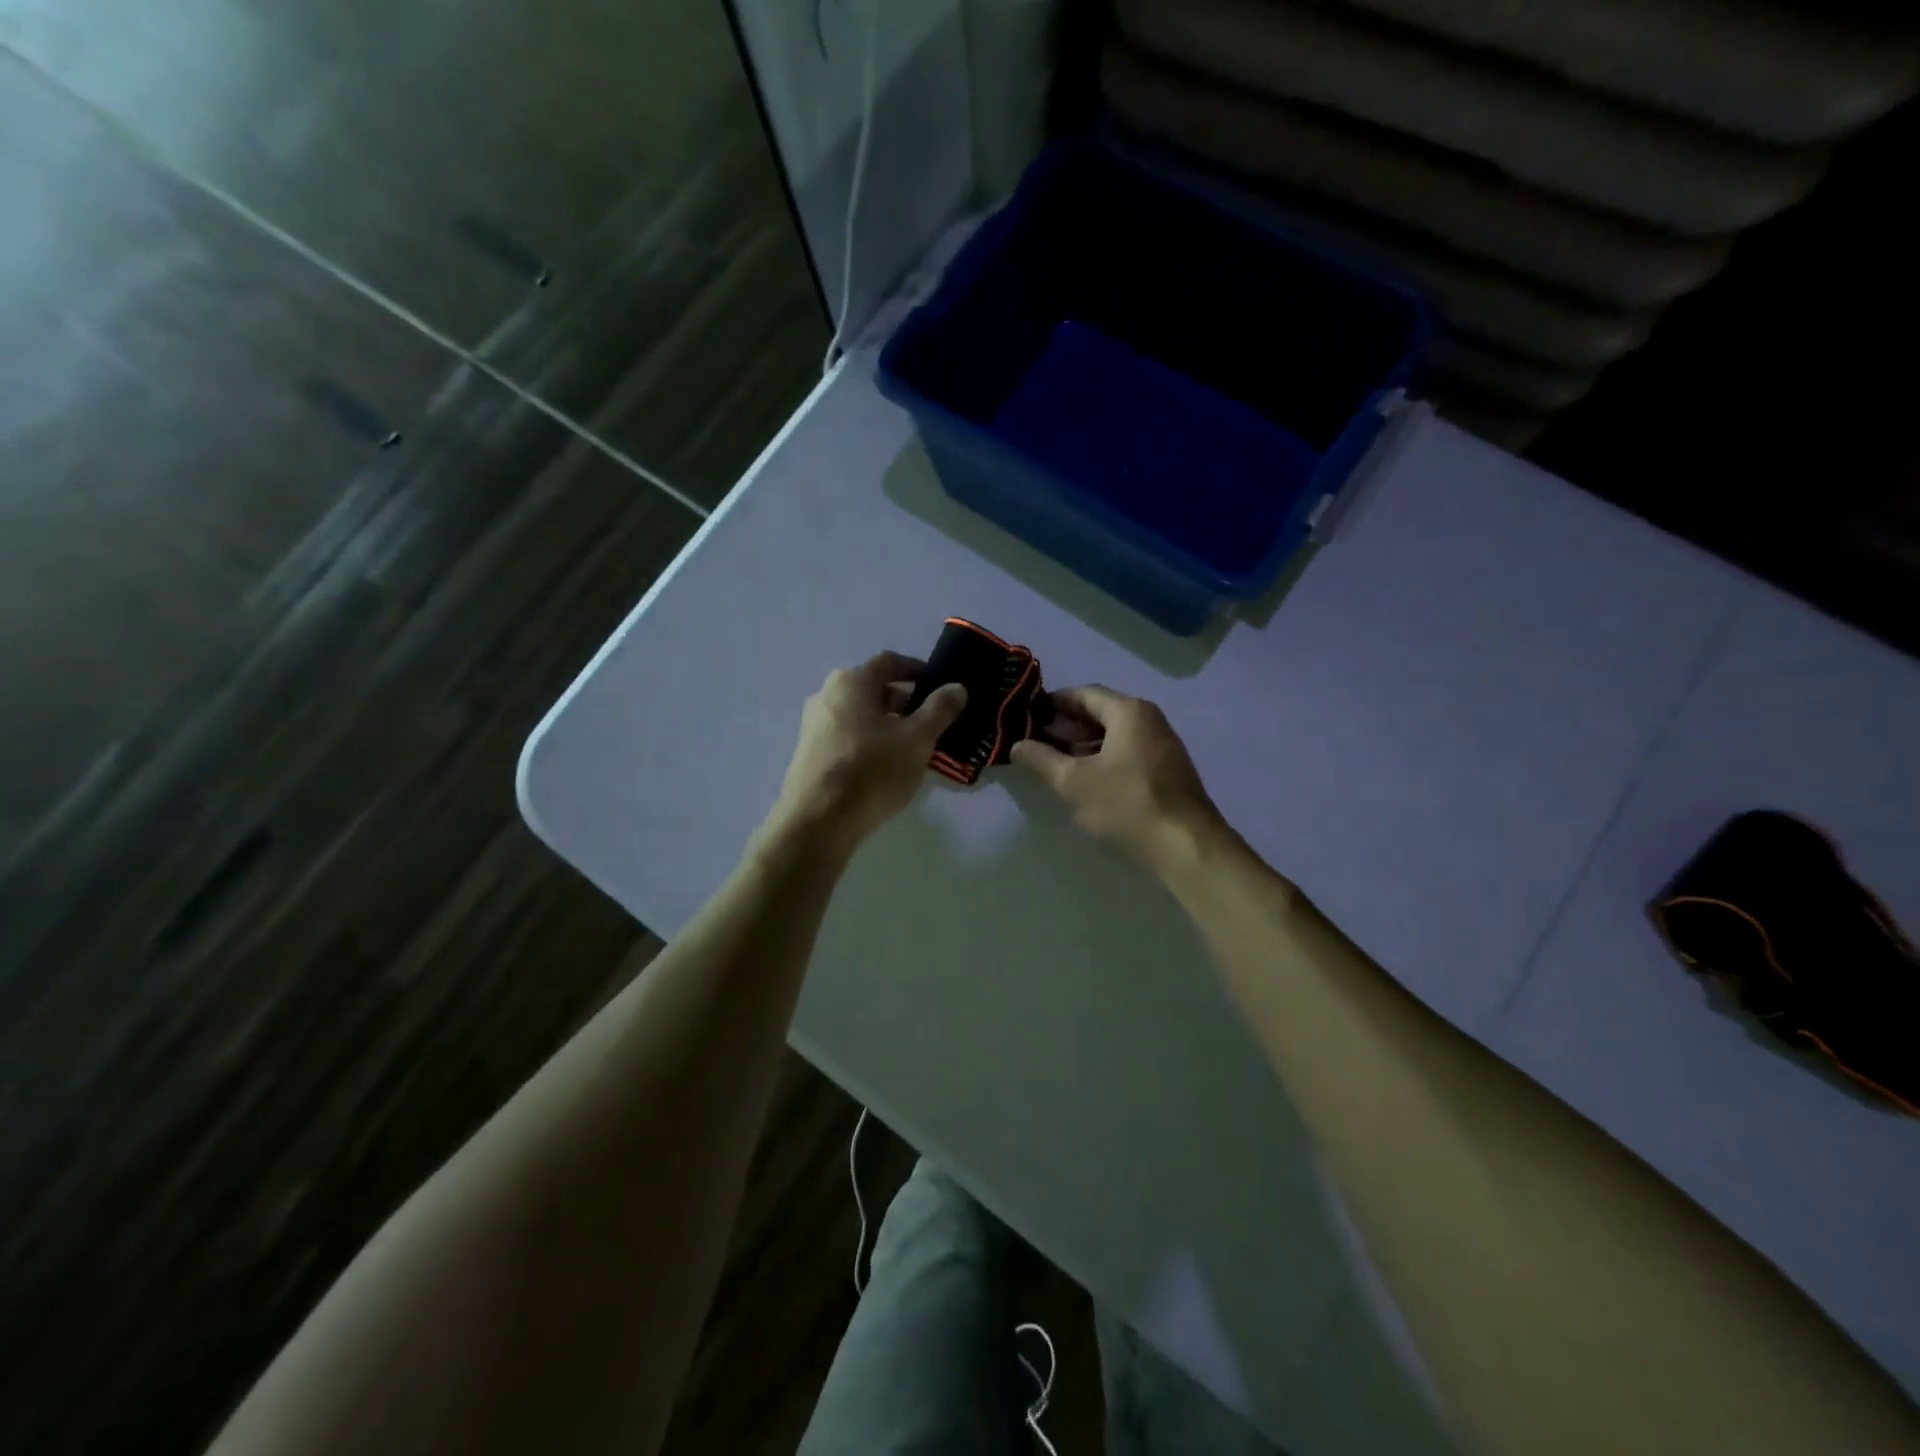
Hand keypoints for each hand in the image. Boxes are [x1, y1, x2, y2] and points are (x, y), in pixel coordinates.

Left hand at [767, 652, 967, 855]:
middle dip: (904, 702)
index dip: (917, 670)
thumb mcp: (917, 739)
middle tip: (931, 723)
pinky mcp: (809, 754)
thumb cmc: (872, 770)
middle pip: (873, 689)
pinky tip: (885, 768)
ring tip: (912, 749)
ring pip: (859, 716)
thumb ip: (939, 710)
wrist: (818, 822)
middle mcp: (826, 695)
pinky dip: (869, 743)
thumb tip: (957, 687)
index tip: (939, 687)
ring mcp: (813, 726)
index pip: (890, 662)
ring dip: (887, 725)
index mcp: (851, 681)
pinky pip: (846, 737)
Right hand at [1011, 685, 1224, 874]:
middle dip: (1065, 727)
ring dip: (1082, 747)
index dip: (1051, 704)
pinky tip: (1085, 784)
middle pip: (1100, 713)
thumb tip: (1017, 745)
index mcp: (1129, 711)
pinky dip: (1103, 762)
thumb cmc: (1126, 806)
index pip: (1083, 694)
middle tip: (1034, 744)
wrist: (1186, 849)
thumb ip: (1041, 760)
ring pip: (1114, 737)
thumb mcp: (1073, 783)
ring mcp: (1163, 747)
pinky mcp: (1168, 774)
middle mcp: (1150, 721)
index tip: (1025, 718)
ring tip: (1053, 766)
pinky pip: (1127, 756)